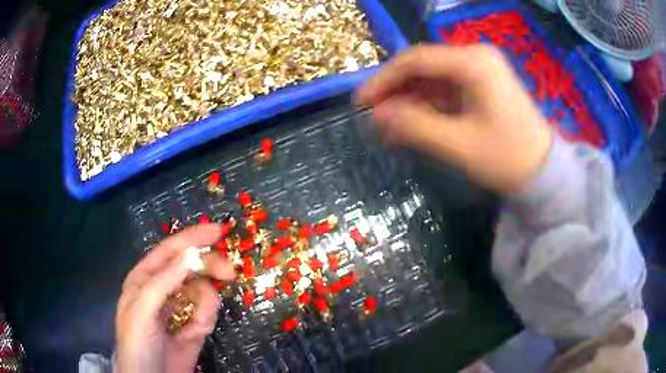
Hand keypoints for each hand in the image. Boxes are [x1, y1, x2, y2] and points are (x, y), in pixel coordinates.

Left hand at [115, 224, 235, 372]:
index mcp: (145, 278)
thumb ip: (163, 281)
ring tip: (200, 321)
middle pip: (190, 267)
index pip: (170, 251)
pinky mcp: (193, 327)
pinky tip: (198, 330)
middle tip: (230, 272)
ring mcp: (179, 308)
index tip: (218, 231)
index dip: (192, 238)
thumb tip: (190, 254)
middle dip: (209, 267)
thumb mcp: (143, 309)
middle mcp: (163, 289)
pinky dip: (207, 318)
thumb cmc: (137, 341)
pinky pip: (207, 313)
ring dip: (207, 301)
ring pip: (201, 291)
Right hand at [356, 44, 551, 193]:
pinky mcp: (482, 85)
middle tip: (374, 118)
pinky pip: (446, 89)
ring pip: (432, 78)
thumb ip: (414, 125)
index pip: (414, 60)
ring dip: (410, 100)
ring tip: (390, 127)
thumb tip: (376, 113)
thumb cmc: (507, 158)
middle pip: (422, 66)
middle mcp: (475, 57)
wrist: (544, 173)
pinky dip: (428, 105)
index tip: (360, 103)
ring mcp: (480, 70)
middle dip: (396, 91)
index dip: (383, 80)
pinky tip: (414, 124)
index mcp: (473, 62)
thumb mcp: (458, 144)